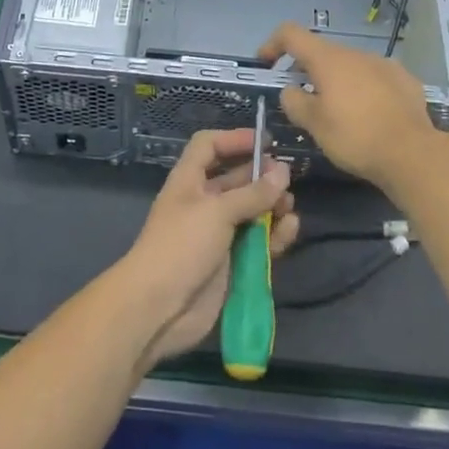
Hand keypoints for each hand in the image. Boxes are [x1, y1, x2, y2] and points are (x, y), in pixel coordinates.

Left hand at [116, 127, 298, 370]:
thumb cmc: (181, 246)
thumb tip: (282, 172)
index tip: (265, 142)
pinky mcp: (232, 262)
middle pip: (236, 179)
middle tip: (288, 178)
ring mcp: (218, 234)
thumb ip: (252, 193)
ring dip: (272, 206)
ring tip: (289, 206)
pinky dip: (275, 235)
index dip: (234, 139)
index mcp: (189, 181)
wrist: (159, 308)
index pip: (209, 147)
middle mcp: (204, 203)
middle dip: (261, 176)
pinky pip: (259, 242)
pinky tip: (290, 229)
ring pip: (252, 212)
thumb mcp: (216, 211)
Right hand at [258, 22, 440, 192]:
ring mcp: (384, 64)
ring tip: (338, 112)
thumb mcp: (314, 124)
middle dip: (306, 70)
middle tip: (301, 99)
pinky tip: (369, 115)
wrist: (413, 153)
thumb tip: (291, 90)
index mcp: (328, 59)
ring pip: (350, 66)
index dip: (273, 44)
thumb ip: (294, 102)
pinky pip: (374, 78)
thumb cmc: (355, 137)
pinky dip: (363, 89)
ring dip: (336, 81)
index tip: (266, 64)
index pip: (291, 34)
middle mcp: (356, 53)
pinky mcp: (405, 80)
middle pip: (322, 52)